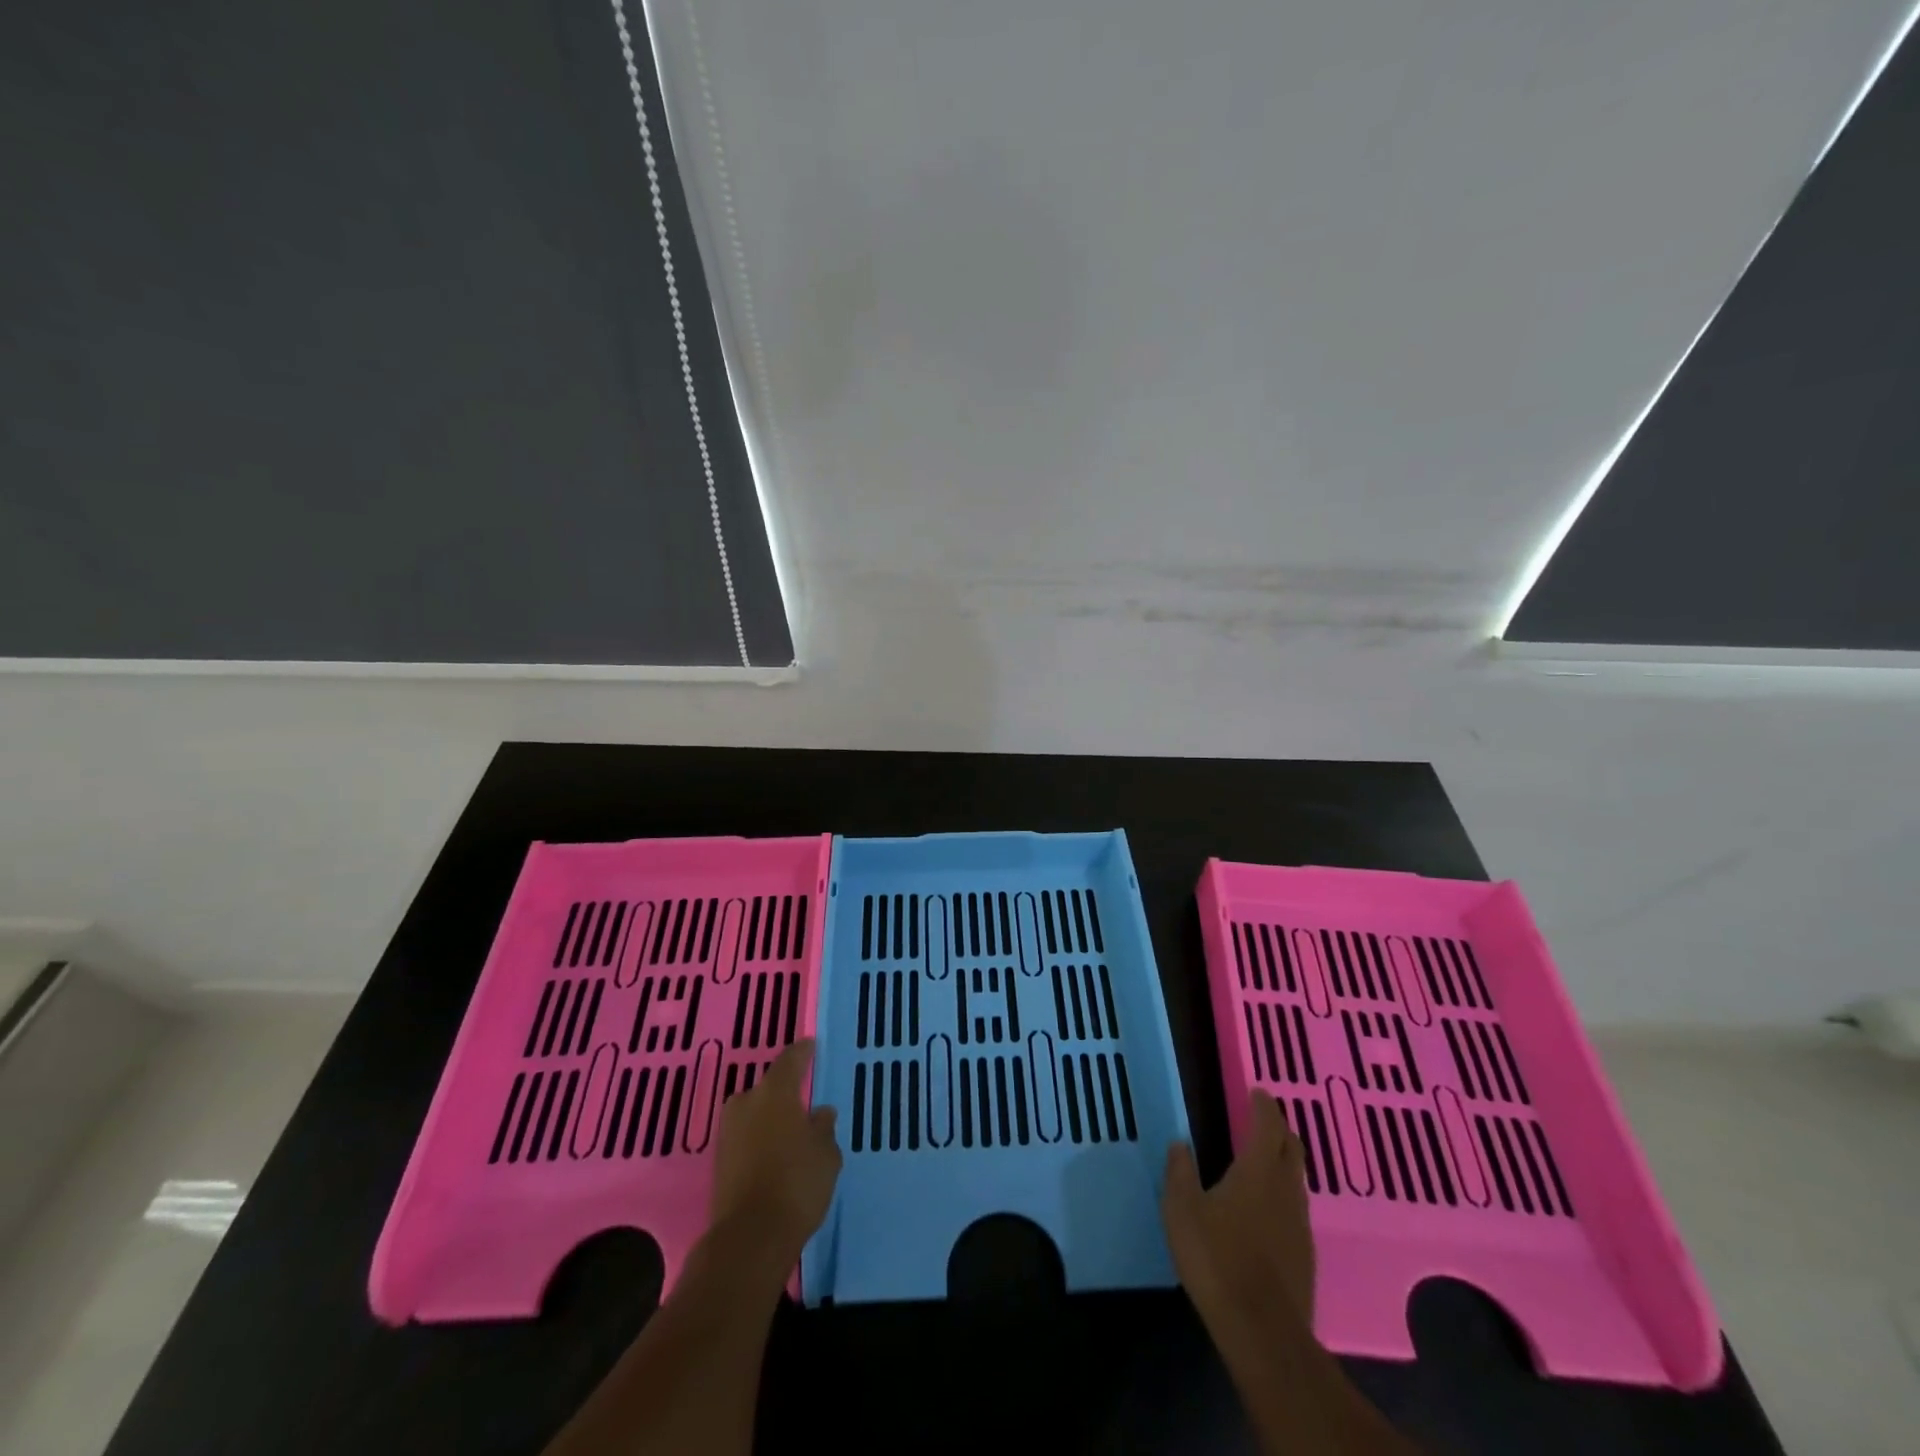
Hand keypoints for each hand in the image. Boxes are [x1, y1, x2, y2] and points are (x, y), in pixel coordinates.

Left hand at [708, 1038, 841, 1269]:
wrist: (749, 1238)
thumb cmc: (796, 1183)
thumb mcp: (826, 1154)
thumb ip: (823, 1128)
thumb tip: (820, 1113)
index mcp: (775, 1092)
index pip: (790, 1059)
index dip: (803, 1052)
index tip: (811, 1046)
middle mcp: (746, 1103)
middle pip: (768, 1088)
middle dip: (785, 1093)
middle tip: (804, 1102)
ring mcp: (728, 1133)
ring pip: (754, 1114)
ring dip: (770, 1119)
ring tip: (791, 1133)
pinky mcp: (719, 1162)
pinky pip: (746, 1138)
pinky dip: (759, 1140)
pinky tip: (775, 1154)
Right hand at [1162, 1089, 1314, 1338]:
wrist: (1262, 1331)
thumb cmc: (1217, 1259)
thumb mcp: (1181, 1210)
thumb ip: (1179, 1172)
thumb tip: (1179, 1143)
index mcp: (1258, 1171)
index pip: (1268, 1126)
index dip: (1264, 1106)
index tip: (1258, 1092)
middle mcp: (1285, 1190)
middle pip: (1292, 1149)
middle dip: (1280, 1129)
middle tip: (1263, 1119)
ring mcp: (1300, 1224)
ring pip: (1296, 1179)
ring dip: (1283, 1161)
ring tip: (1263, 1158)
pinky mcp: (1304, 1254)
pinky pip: (1296, 1207)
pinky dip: (1284, 1193)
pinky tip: (1267, 1207)